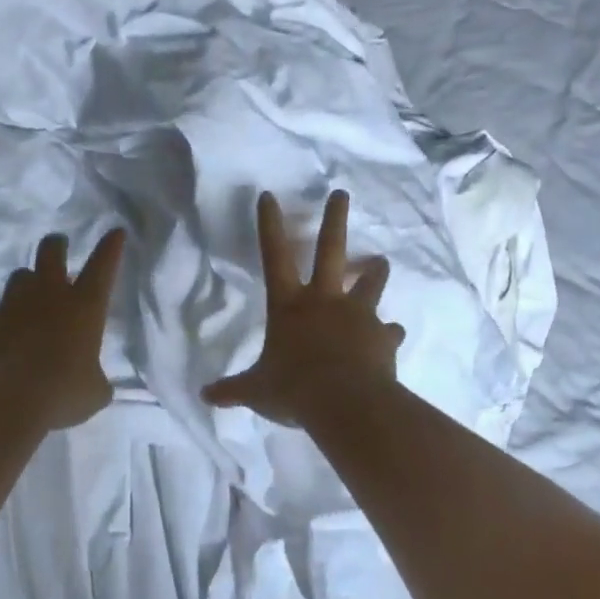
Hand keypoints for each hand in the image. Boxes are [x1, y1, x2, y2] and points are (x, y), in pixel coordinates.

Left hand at [0, 228, 126, 428]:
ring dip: (27, 284)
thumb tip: (94, 382)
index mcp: (84, 307)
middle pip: (51, 252)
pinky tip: (3, 340)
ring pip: (19, 277)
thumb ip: (95, 378)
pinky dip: (2, 323)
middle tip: (58, 247)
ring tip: (29, 300)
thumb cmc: (63, 392)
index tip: (115, 232)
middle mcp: (48, 296)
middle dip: (56, 245)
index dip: (110, 248)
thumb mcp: (94, 392)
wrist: (6, 400)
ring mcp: (13, 306)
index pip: (102, 266)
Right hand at [202, 191, 403, 426]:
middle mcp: (324, 300)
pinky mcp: (383, 336)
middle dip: (334, 219)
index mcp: (289, 305)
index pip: (274, 256)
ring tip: (381, 261)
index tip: (268, 195)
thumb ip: (233, 389)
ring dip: (375, 271)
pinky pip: (389, 331)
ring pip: (370, 282)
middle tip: (341, 194)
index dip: (269, 225)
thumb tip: (205, 396)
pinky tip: (393, 335)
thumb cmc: (294, 389)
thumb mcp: (256, 390)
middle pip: (331, 250)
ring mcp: (358, 315)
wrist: (346, 404)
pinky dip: (389, 332)